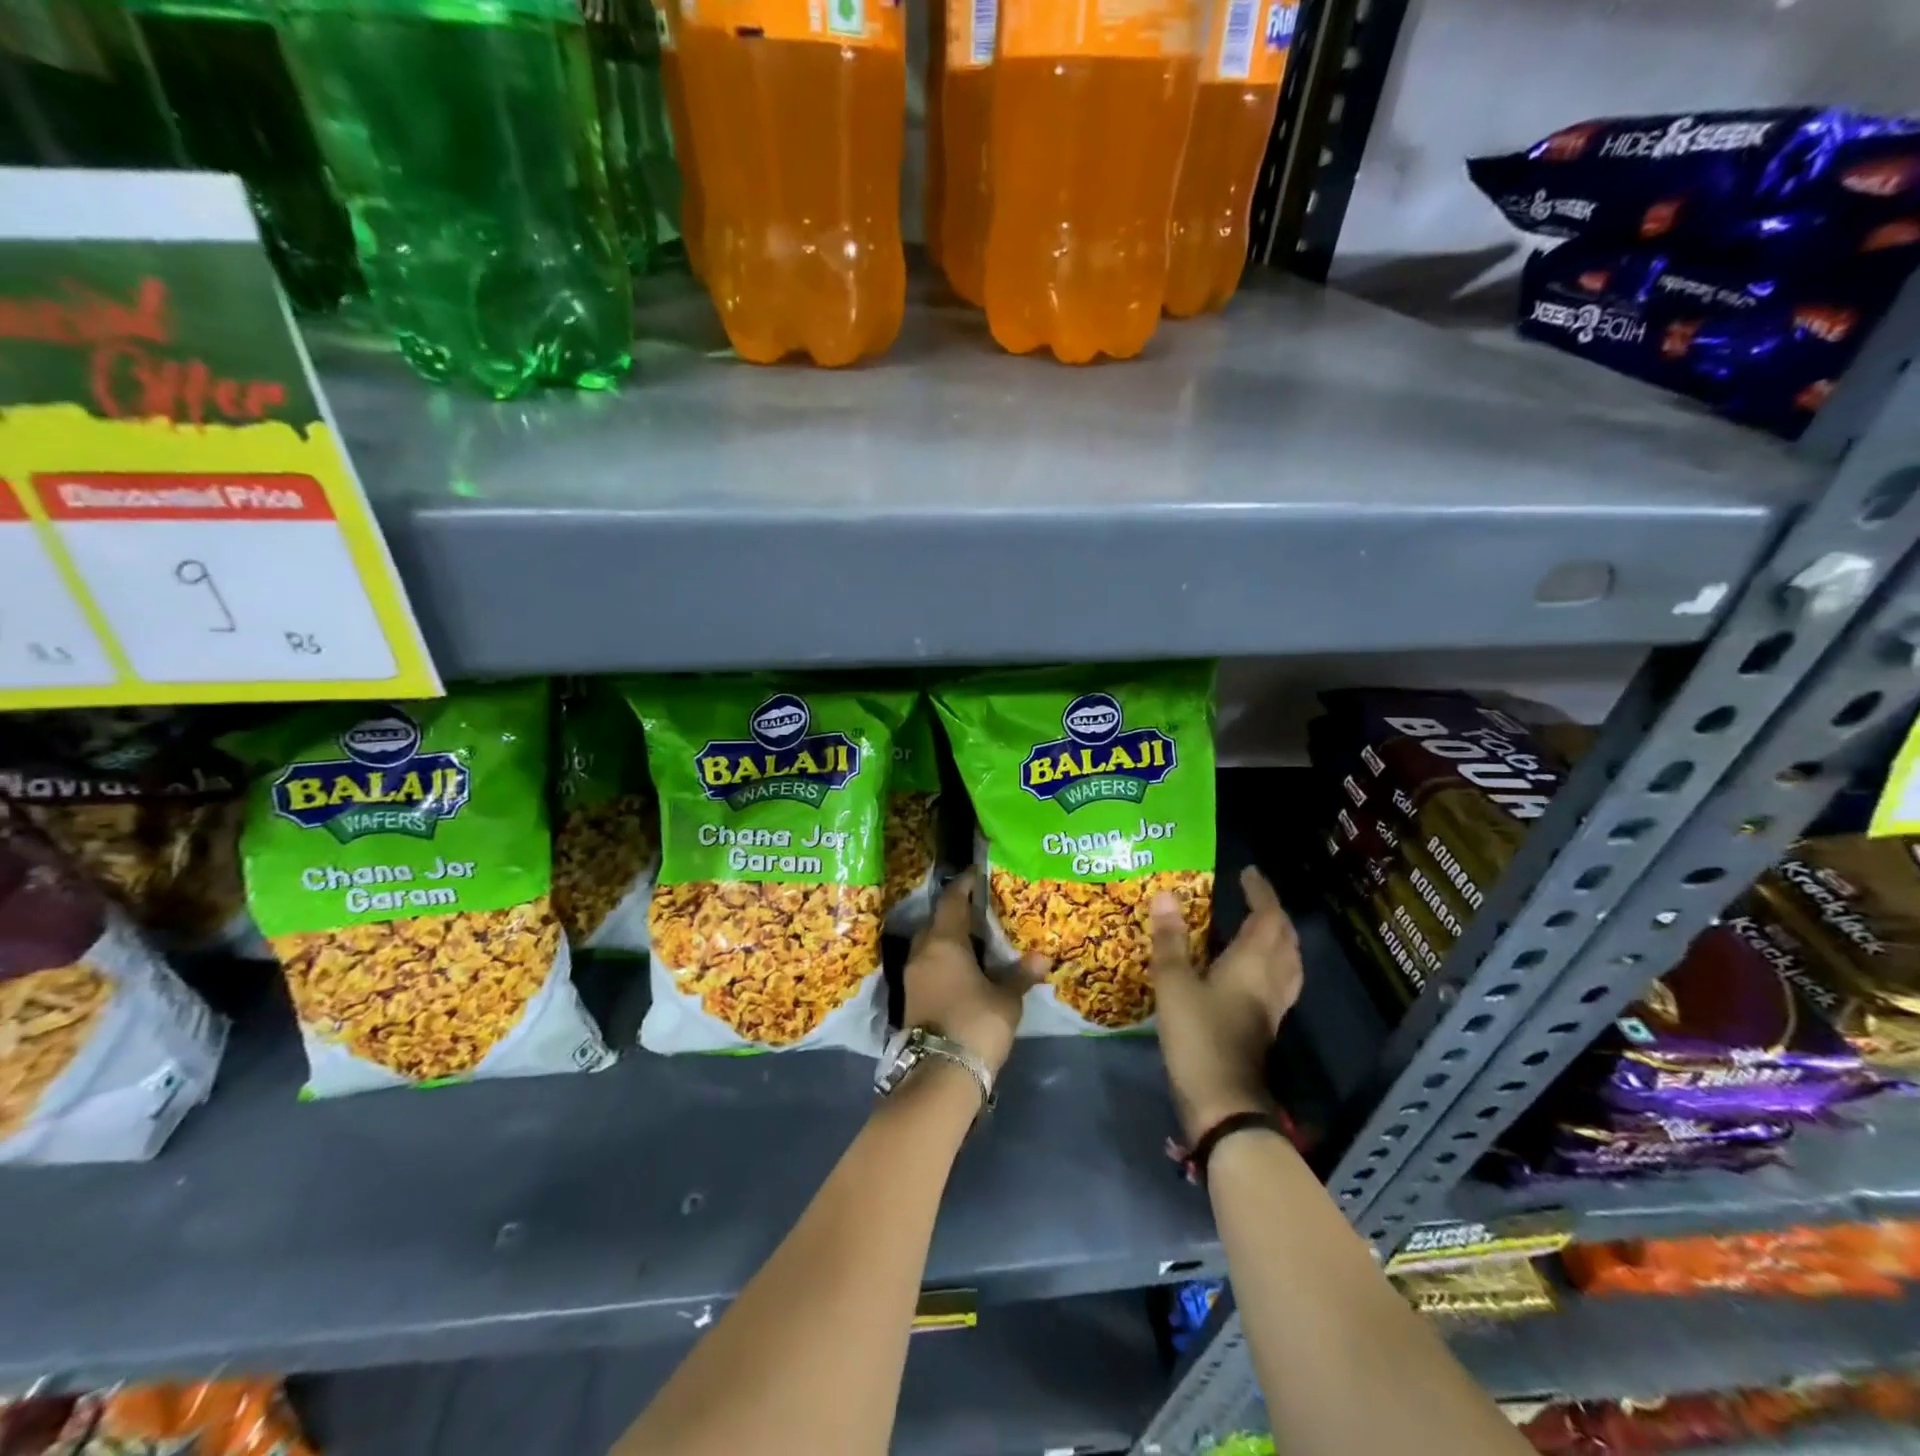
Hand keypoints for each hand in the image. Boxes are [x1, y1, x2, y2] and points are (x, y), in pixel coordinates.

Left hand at [902, 870, 1044, 1074]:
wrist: (939, 1074)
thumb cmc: (976, 1025)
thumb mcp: (1006, 1000)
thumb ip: (1020, 975)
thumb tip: (1042, 957)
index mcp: (944, 942)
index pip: (952, 900)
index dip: (964, 885)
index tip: (977, 875)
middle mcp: (923, 952)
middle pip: (938, 920)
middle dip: (957, 912)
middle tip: (982, 909)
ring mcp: (913, 975)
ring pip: (931, 944)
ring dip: (949, 938)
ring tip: (976, 938)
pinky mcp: (911, 997)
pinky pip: (929, 965)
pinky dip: (944, 959)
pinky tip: (964, 967)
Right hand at [1150, 865, 1303, 1144]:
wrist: (1222, 1103)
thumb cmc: (1198, 1036)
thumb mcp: (1174, 983)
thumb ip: (1170, 939)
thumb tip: (1165, 895)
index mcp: (1254, 963)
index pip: (1269, 917)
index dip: (1261, 893)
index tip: (1248, 873)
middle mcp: (1272, 980)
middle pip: (1286, 939)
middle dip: (1273, 914)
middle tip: (1251, 898)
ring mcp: (1273, 1007)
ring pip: (1288, 962)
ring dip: (1278, 939)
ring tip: (1256, 928)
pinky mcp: (1265, 1027)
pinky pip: (1279, 982)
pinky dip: (1271, 963)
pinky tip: (1249, 971)